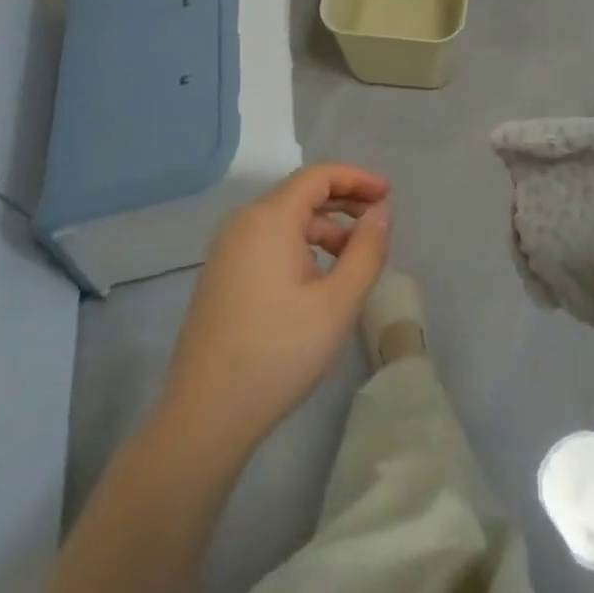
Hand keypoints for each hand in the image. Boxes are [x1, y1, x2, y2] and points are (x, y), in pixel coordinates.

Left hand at [161, 164, 391, 451]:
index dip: (357, 178)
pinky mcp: (222, 274)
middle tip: (379, 220)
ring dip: (325, 226)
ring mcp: (228, 248)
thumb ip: (367, 251)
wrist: (205, 416)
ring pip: (285, 219)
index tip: (388, 195)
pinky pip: (269, 240)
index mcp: (270, 218)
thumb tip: (381, 213)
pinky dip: (301, 244)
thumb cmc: (279, 353)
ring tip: (355, 255)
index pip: (319, 175)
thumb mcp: (338, 302)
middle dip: (344, 200)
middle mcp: (244, 222)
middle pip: (301, 193)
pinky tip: (319, 276)